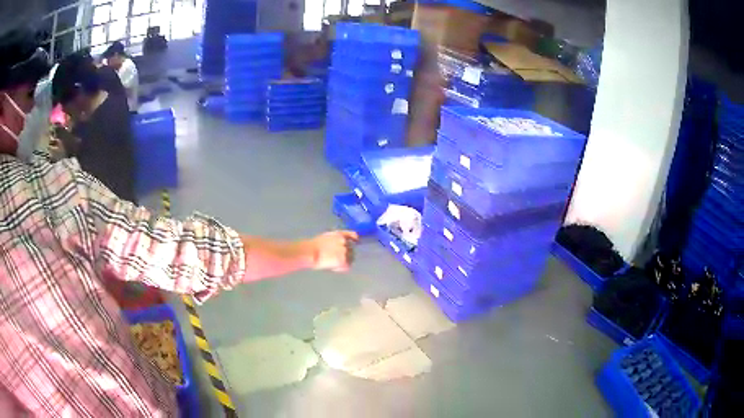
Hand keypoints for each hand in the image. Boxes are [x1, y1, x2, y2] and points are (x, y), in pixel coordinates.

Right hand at [306, 231, 358, 271]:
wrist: (310, 252)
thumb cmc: (313, 246)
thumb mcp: (325, 237)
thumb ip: (335, 239)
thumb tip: (340, 243)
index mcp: (339, 235)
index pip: (352, 235)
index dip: (355, 239)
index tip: (356, 242)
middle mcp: (344, 242)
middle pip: (352, 249)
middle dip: (347, 254)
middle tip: (336, 259)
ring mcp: (345, 251)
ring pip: (350, 259)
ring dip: (344, 262)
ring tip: (333, 264)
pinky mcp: (343, 261)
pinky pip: (346, 267)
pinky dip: (340, 269)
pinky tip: (333, 268)